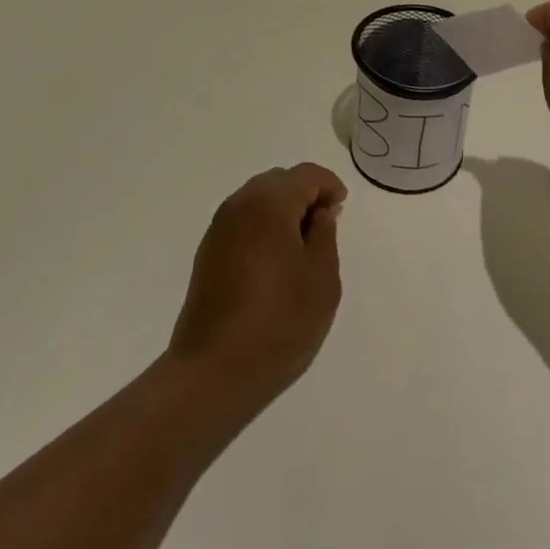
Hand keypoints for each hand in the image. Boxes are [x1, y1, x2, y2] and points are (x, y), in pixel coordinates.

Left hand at [168, 164, 345, 416]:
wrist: (212, 373)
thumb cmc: (278, 323)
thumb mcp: (321, 279)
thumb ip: (325, 235)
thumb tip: (320, 213)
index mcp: (270, 205)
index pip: (306, 175)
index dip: (329, 186)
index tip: (341, 210)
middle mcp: (240, 206)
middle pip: (279, 181)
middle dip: (304, 194)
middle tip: (324, 225)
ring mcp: (219, 229)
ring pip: (258, 199)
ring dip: (282, 210)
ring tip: (301, 245)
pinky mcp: (207, 253)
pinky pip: (242, 221)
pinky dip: (263, 226)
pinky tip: (275, 261)